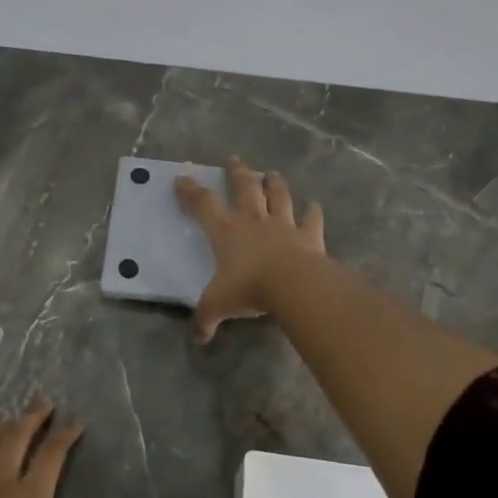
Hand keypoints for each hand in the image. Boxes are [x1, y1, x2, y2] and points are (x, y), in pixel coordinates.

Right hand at [175, 156, 326, 343]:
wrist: (292, 285)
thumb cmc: (248, 288)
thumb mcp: (217, 305)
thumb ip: (206, 318)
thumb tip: (199, 337)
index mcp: (226, 232)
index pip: (204, 205)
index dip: (191, 191)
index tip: (182, 176)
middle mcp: (253, 221)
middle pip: (244, 189)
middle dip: (238, 173)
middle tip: (235, 159)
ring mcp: (283, 225)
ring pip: (278, 196)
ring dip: (274, 184)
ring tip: (272, 173)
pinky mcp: (309, 235)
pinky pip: (312, 219)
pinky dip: (313, 212)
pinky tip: (315, 205)